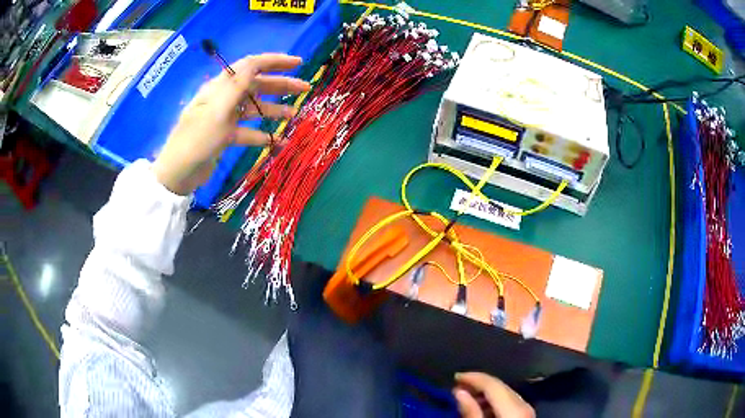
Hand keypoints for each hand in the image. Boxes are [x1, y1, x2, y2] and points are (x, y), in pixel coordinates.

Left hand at [152, 53, 310, 194]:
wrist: (178, 174)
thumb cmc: (197, 140)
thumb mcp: (217, 111)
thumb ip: (237, 86)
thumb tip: (255, 63)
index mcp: (220, 87)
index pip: (250, 65)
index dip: (274, 61)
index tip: (299, 63)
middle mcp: (224, 99)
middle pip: (256, 85)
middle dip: (281, 85)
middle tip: (305, 89)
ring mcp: (225, 118)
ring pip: (254, 108)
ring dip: (274, 110)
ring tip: (294, 116)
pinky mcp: (225, 136)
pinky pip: (248, 131)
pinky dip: (263, 135)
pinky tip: (278, 142)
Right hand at [453, 372, 534, 417]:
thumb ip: (471, 411)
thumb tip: (459, 391)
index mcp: (514, 406)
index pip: (493, 383)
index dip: (473, 377)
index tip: (455, 376)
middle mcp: (523, 403)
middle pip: (500, 387)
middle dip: (478, 384)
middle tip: (458, 386)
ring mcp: (527, 409)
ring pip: (505, 394)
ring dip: (486, 393)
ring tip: (468, 398)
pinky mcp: (526, 415)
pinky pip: (509, 402)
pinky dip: (495, 402)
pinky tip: (483, 407)